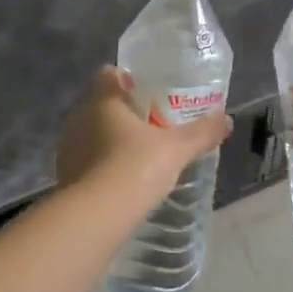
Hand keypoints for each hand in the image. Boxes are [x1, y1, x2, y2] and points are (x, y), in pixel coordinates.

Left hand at [56, 67, 231, 203]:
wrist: (94, 217)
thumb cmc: (134, 168)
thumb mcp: (176, 149)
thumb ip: (201, 132)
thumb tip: (227, 120)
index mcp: (103, 99)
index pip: (110, 74)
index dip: (130, 78)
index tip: (151, 91)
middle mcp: (79, 116)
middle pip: (102, 103)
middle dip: (125, 111)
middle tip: (154, 123)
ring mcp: (68, 146)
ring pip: (92, 131)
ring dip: (112, 138)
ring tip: (140, 152)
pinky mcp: (65, 174)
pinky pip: (87, 158)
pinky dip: (102, 163)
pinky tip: (123, 178)